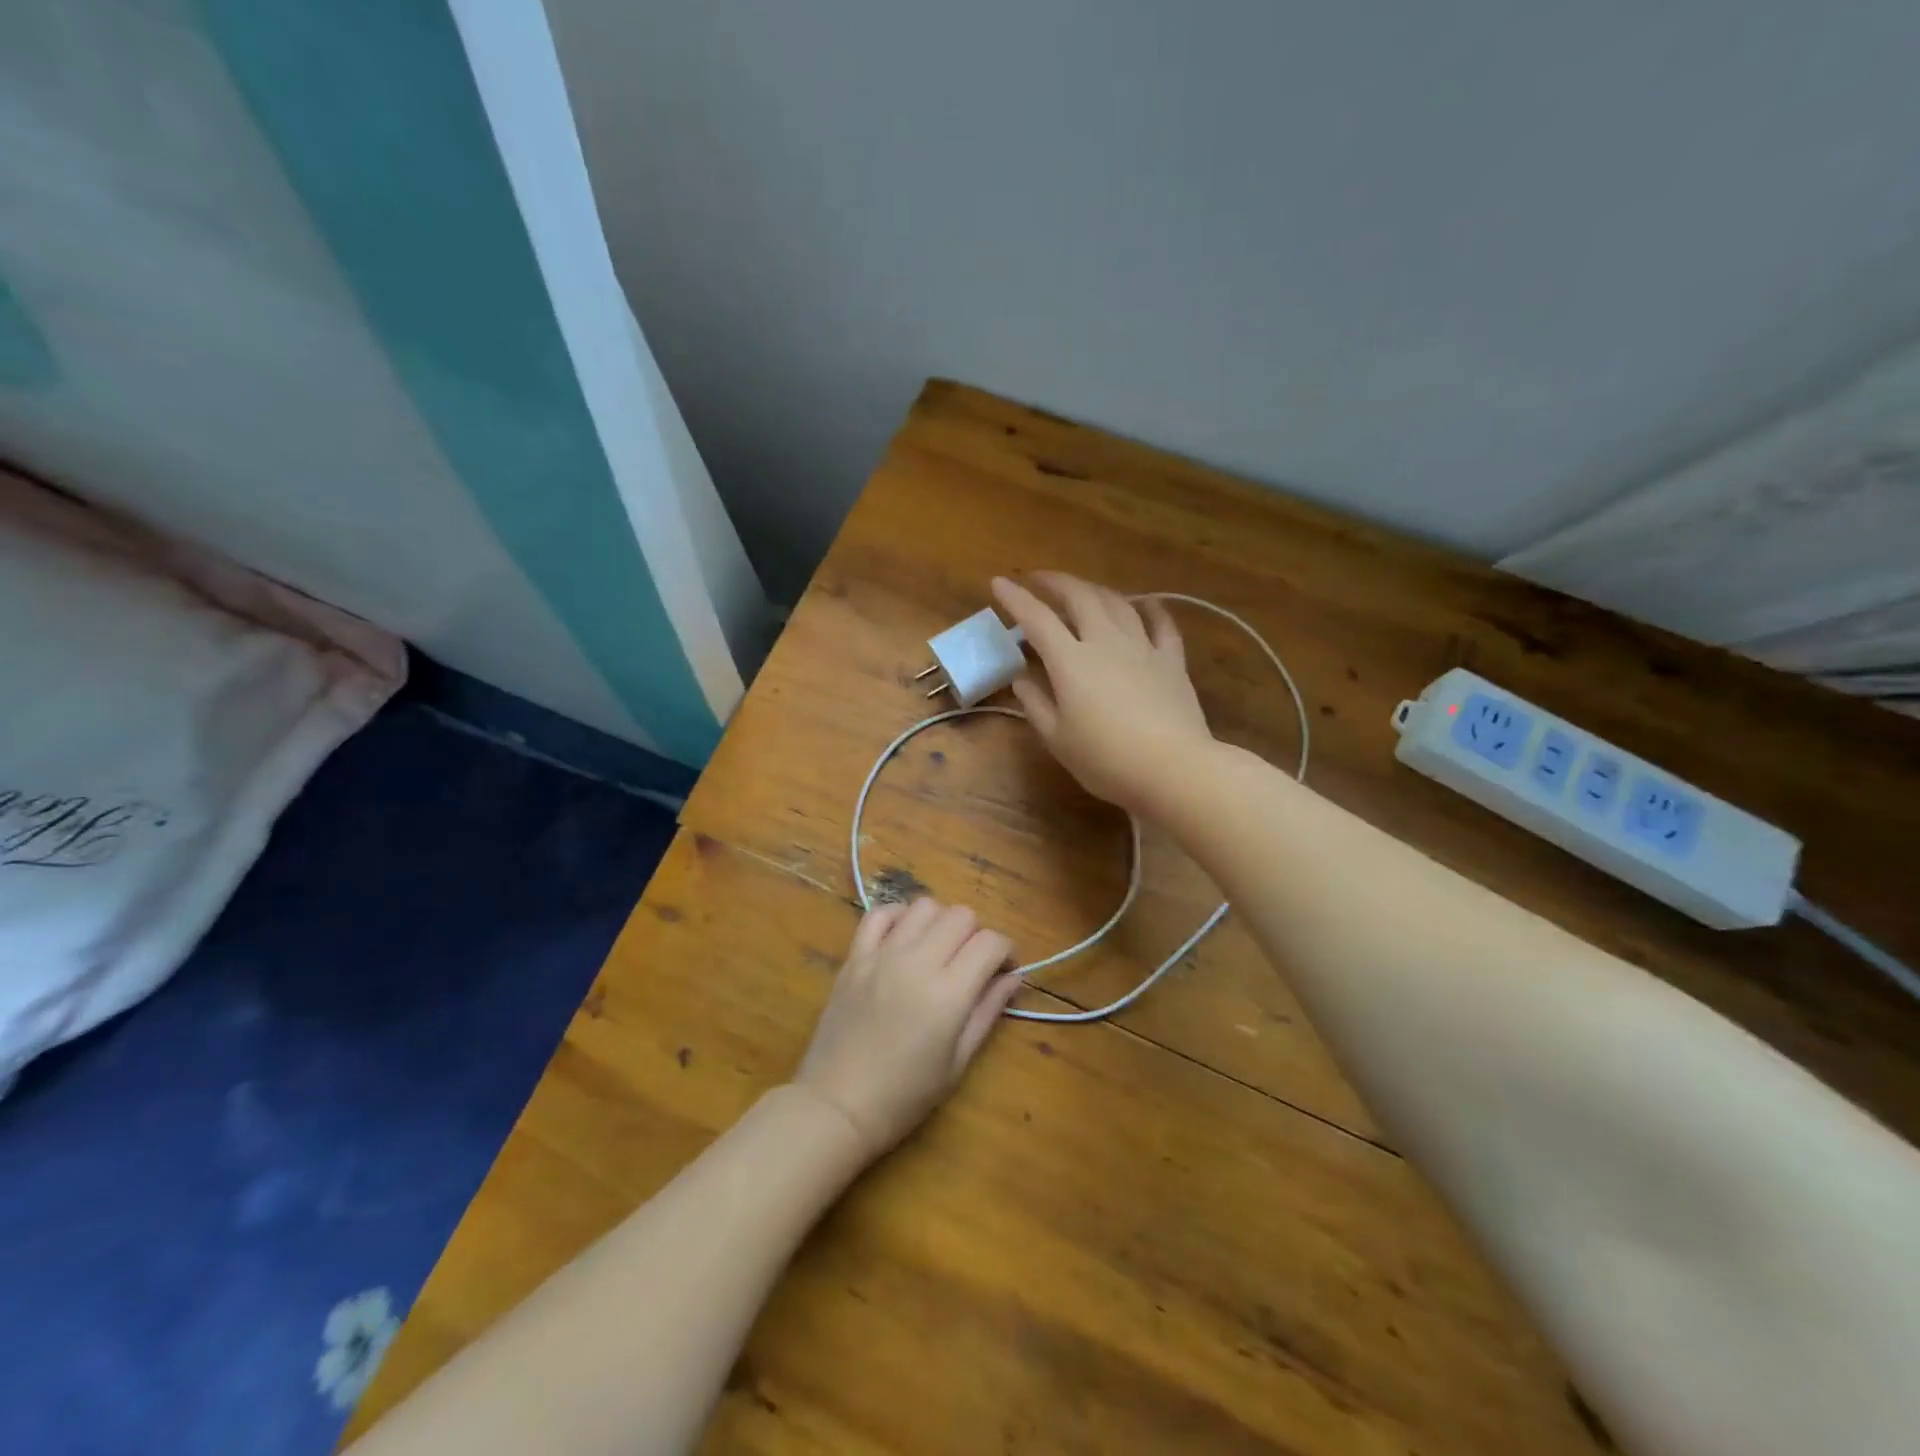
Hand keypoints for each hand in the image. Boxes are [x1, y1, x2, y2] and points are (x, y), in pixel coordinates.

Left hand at [795, 899, 1020, 1160]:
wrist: (837, 1105)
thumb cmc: (905, 1095)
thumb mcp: (958, 1062)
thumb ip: (988, 1011)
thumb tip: (1014, 977)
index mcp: (949, 992)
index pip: (990, 943)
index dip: (1006, 951)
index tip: (1004, 970)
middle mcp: (918, 961)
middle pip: (961, 915)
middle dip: (976, 934)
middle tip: (971, 963)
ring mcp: (882, 954)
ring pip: (925, 906)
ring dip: (941, 921)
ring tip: (938, 948)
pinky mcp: (855, 956)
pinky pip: (880, 914)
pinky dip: (899, 916)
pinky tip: (904, 938)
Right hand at [991, 572, 1213, 812]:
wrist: (1173, 769)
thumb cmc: (1106, 760)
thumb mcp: (1057, 739)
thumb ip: (1036, 704)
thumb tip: (1021, 678)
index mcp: (1071, 661)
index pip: (1036, 619)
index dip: (1015, 598)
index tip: (998, 582)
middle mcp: (1105, 642)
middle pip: (1079, 597)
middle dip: (1055, 582)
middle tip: (1038, 579)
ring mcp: (1142, 647)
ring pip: (1117, 603)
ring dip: (1094, 589)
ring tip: (1081, 590)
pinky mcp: (1171, 660)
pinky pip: (1161, 623)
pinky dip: (1149, 608)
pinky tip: (1144, 604)